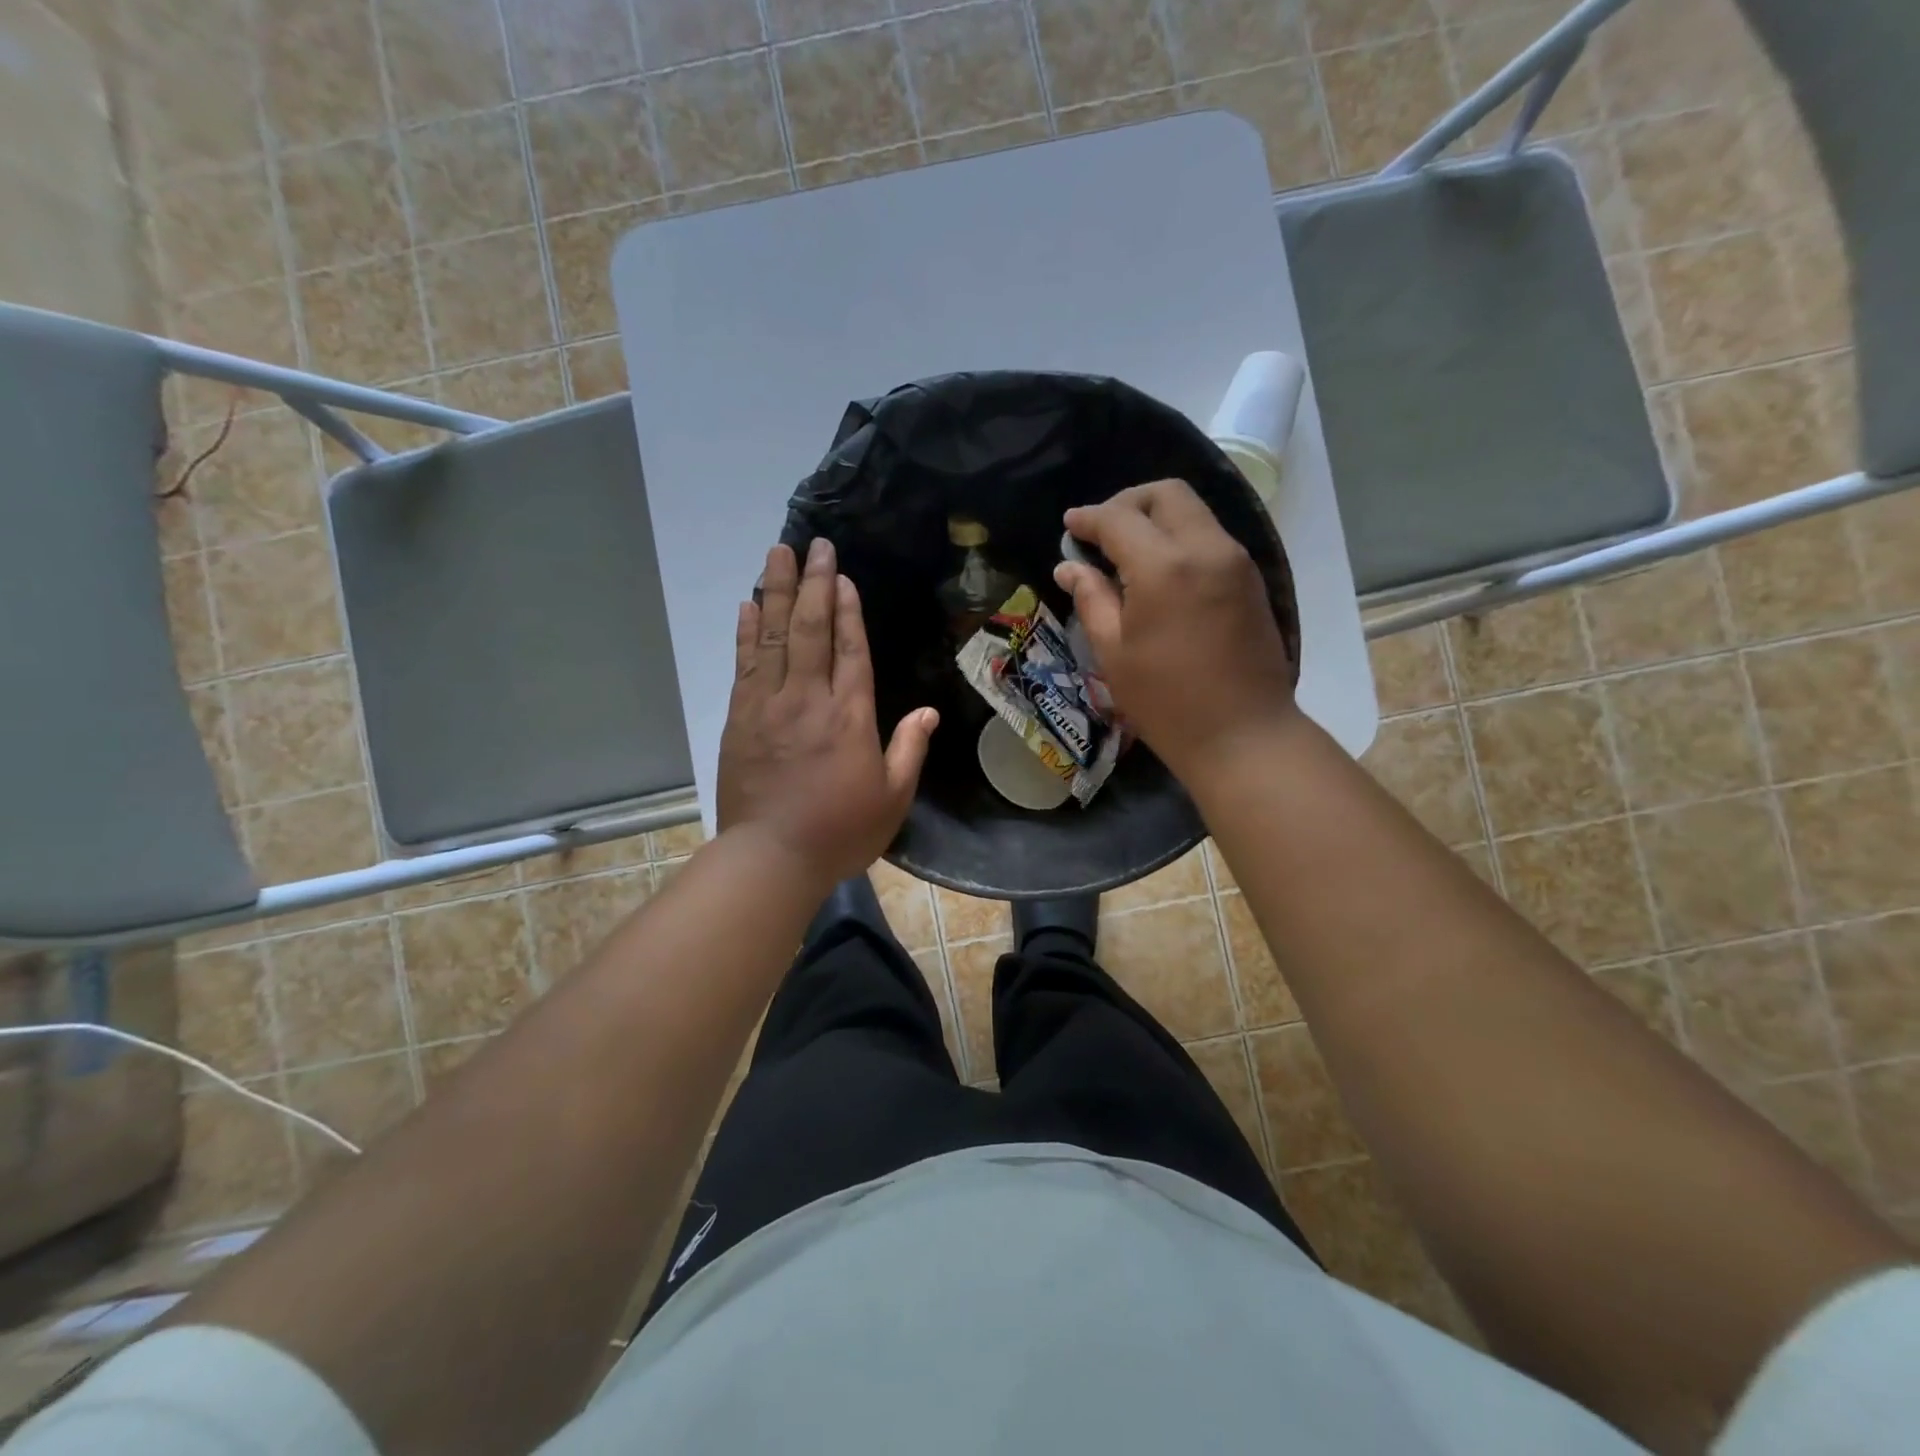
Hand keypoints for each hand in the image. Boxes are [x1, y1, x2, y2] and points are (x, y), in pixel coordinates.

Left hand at [717, 538, 938, 886]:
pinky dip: (746, 632)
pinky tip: (748, 605)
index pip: (850, 650)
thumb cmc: (839, 832)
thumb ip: (909, 750)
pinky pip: (744, 664)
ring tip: (777, 554)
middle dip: (814, 584)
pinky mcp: (739, 719)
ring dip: (776, 592)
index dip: (848, 610)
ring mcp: (768, 706)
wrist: (770, 858)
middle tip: (814, 544)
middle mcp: (807, 700)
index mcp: (849, 716)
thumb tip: (928, 712)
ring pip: (772, 637)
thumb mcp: (892, 798)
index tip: (844, 575)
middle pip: (810, 630)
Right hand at [1055, 479, 1296, 781]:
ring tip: (1127, 552)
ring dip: (1157, 518)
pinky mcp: (1250, 579)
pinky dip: (1180, 538)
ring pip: (1193, 512)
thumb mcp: (1114, 654)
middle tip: (1102, 530)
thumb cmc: (1167, 702)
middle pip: (1166, 495)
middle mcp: (1206, 549)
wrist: (1243, 735)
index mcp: (1164, 568)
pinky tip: (1160, 571)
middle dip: (1128, 502)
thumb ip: (1091, 599)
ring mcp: (1235, 562)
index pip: (1120, 519)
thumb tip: (1070, 567)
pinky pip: (1210, 537)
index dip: (1089, 518)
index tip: (1070, 525)